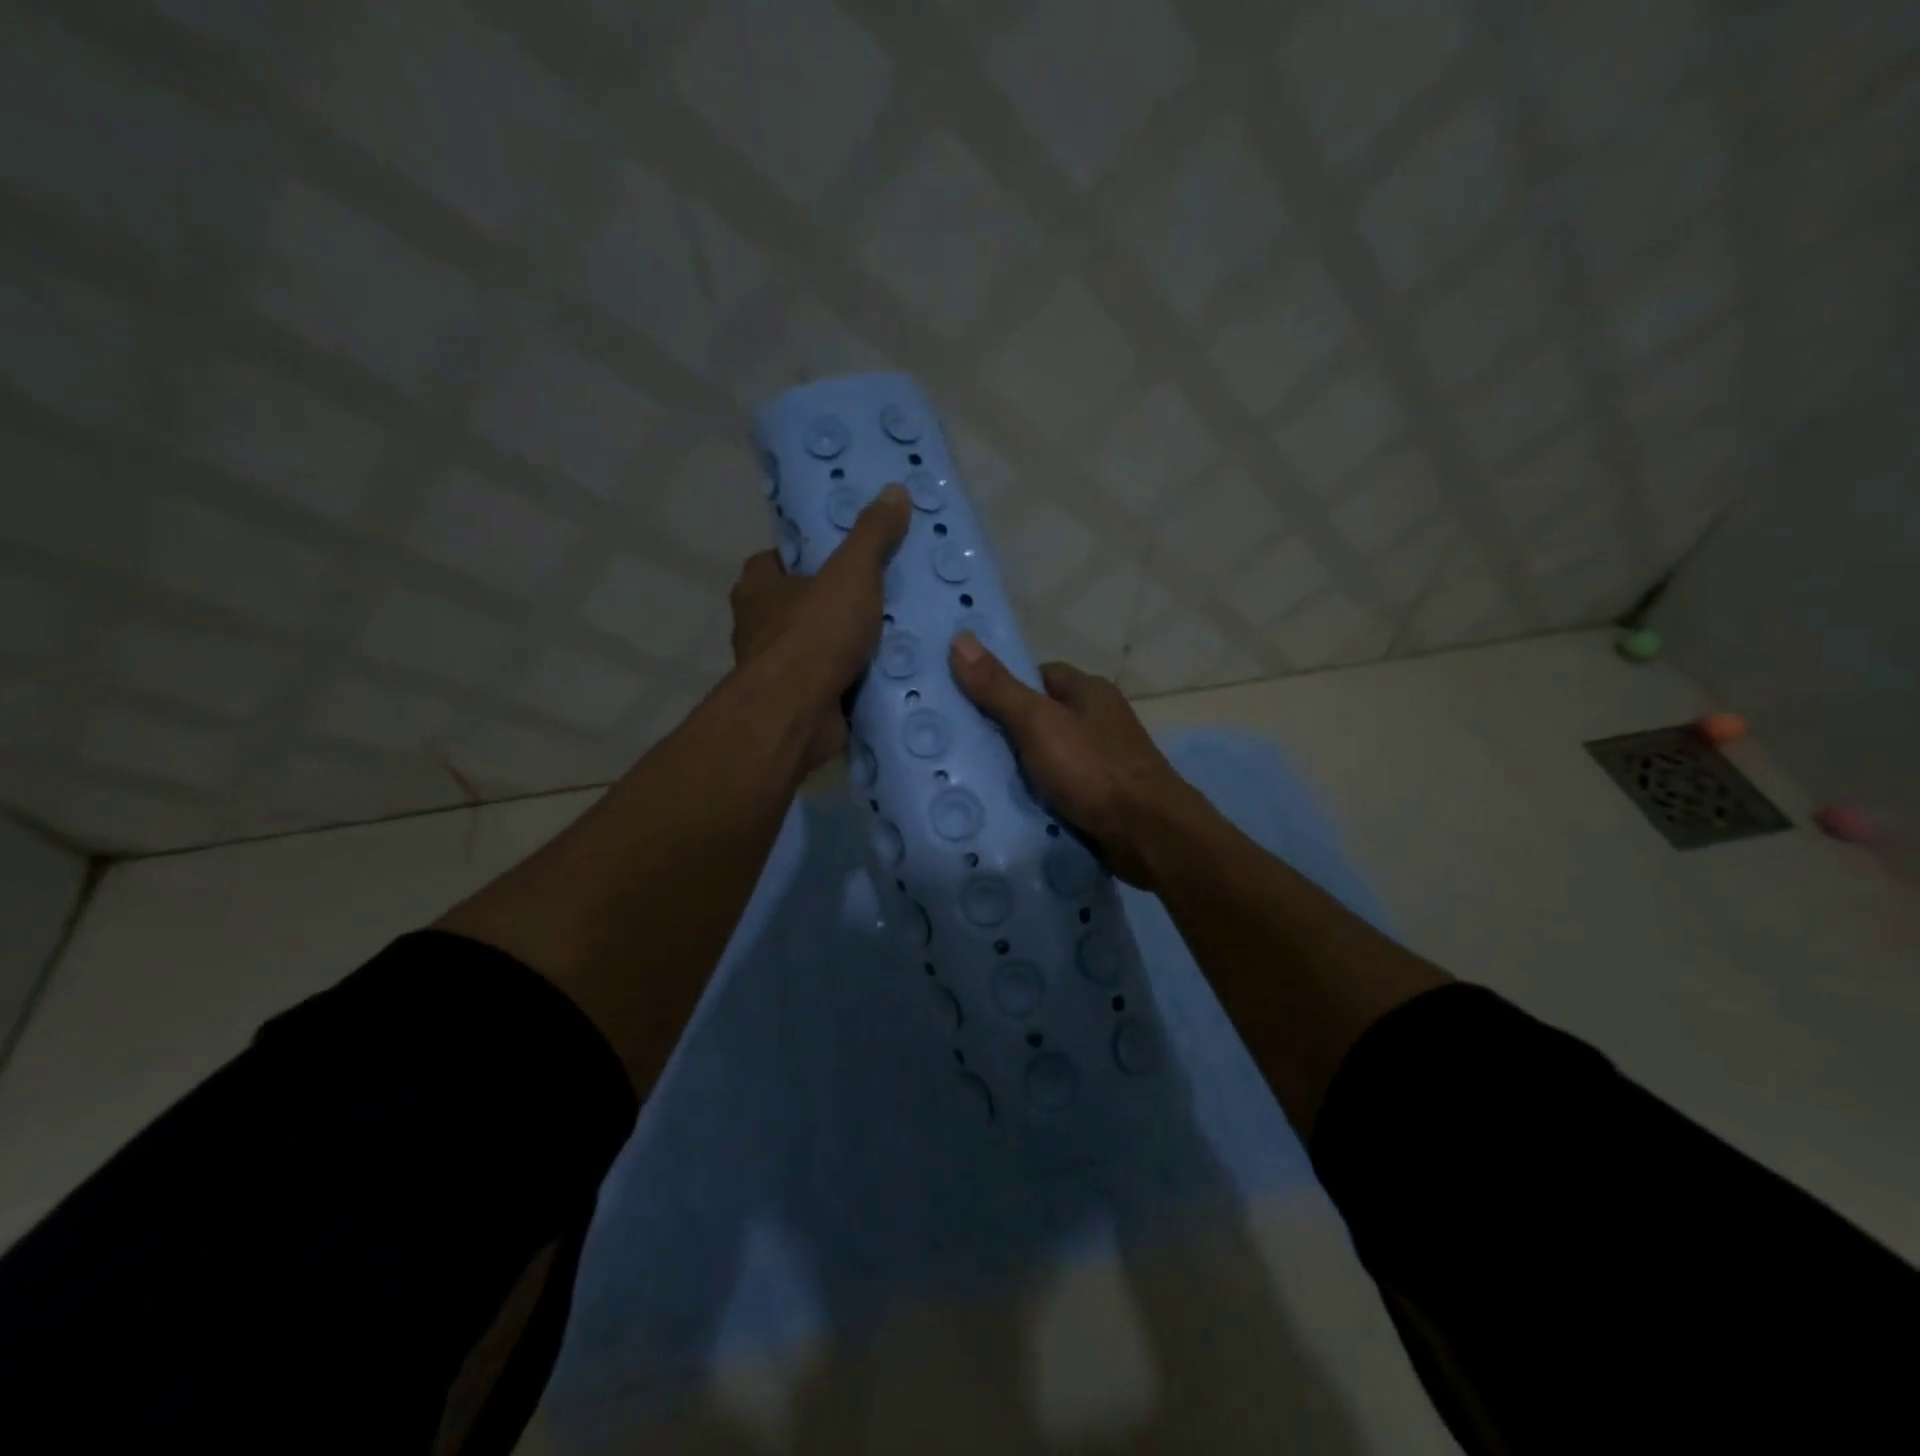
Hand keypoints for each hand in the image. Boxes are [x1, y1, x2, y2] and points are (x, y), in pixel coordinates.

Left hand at [729, 484, 910, 770]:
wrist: (798, 713)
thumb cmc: (815, 633)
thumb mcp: (852, 573)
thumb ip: (872, 535)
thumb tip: (894, 490)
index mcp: (758, 588)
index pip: (775, 560)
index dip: (805, 556)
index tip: (842, 557)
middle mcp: (758, 627)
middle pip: (797, 605)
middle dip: (831, 603)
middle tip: (878, 595)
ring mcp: (776, 670)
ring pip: (814, 647)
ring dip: (844, 645)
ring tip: (892, 635)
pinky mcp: (798, 703)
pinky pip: (829, 682)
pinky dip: (851, 679)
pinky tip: (886, 675)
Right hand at [948, 632, 1207, 886]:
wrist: (1149, 835)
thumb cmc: (1093, 769)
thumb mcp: (1038, 723)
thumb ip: (998, 688)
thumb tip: (959, 639)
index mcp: (1089, 691)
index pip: (1038, 675)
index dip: (1004, 684)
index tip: (967, 703)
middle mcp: (1099, 720)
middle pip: (1041, 716)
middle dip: (1006, 730)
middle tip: (960, 744)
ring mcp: (1103, 760)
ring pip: (1049, 755)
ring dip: (1020, 767)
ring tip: (972, 778)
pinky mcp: (1103, 796)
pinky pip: (1060, 787)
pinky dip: (1038, 794)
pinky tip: (1009, 805)